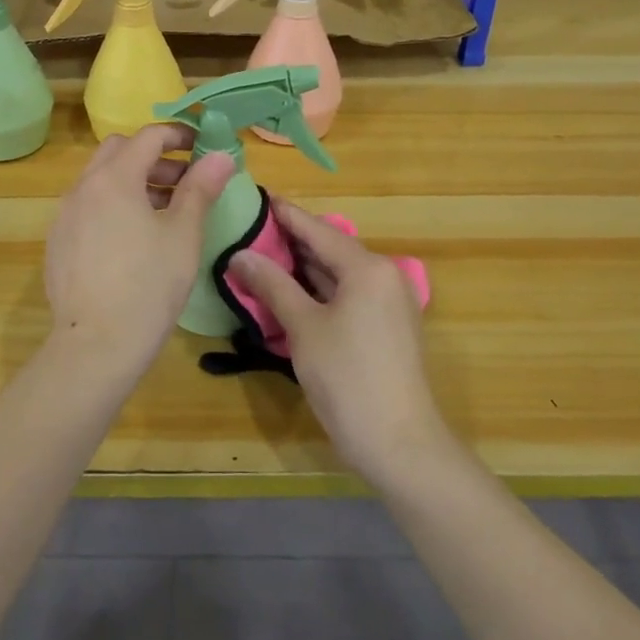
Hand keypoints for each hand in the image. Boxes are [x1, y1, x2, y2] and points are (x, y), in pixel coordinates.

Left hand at [44, 125, 235, 371]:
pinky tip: (132, 240)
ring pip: (100, 180)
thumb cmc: (148, 286)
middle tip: (184, 180)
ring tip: (164, 212)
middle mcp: (83, 188)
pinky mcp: (58, 243)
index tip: (203, 147)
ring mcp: (64, 216)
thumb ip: (200, 189)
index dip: (179, 135)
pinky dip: (112, 205)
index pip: (148, 136)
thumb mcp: (183, 235)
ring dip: (133, 181)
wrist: (95, 346)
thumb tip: (221, 156)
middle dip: (153, 157)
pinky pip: (87, 207)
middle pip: (119, 152)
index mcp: (114, 178)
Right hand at [230, 200, 449, 485]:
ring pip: (337, 273)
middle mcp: (383, 275)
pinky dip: (318, 289)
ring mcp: (388, 302)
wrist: (400, 444)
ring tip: (260, 254)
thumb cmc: (348, 378)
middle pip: (329, 248)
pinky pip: (347, 294)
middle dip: (289, 240)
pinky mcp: (387, 327)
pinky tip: (289, 291)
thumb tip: (239, 254)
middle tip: (248, 229)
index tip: (256, 195)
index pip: (317, 229)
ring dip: (302, 267)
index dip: (285, 213)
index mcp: (367, 267)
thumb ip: (272, 285)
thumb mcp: (303, 328)